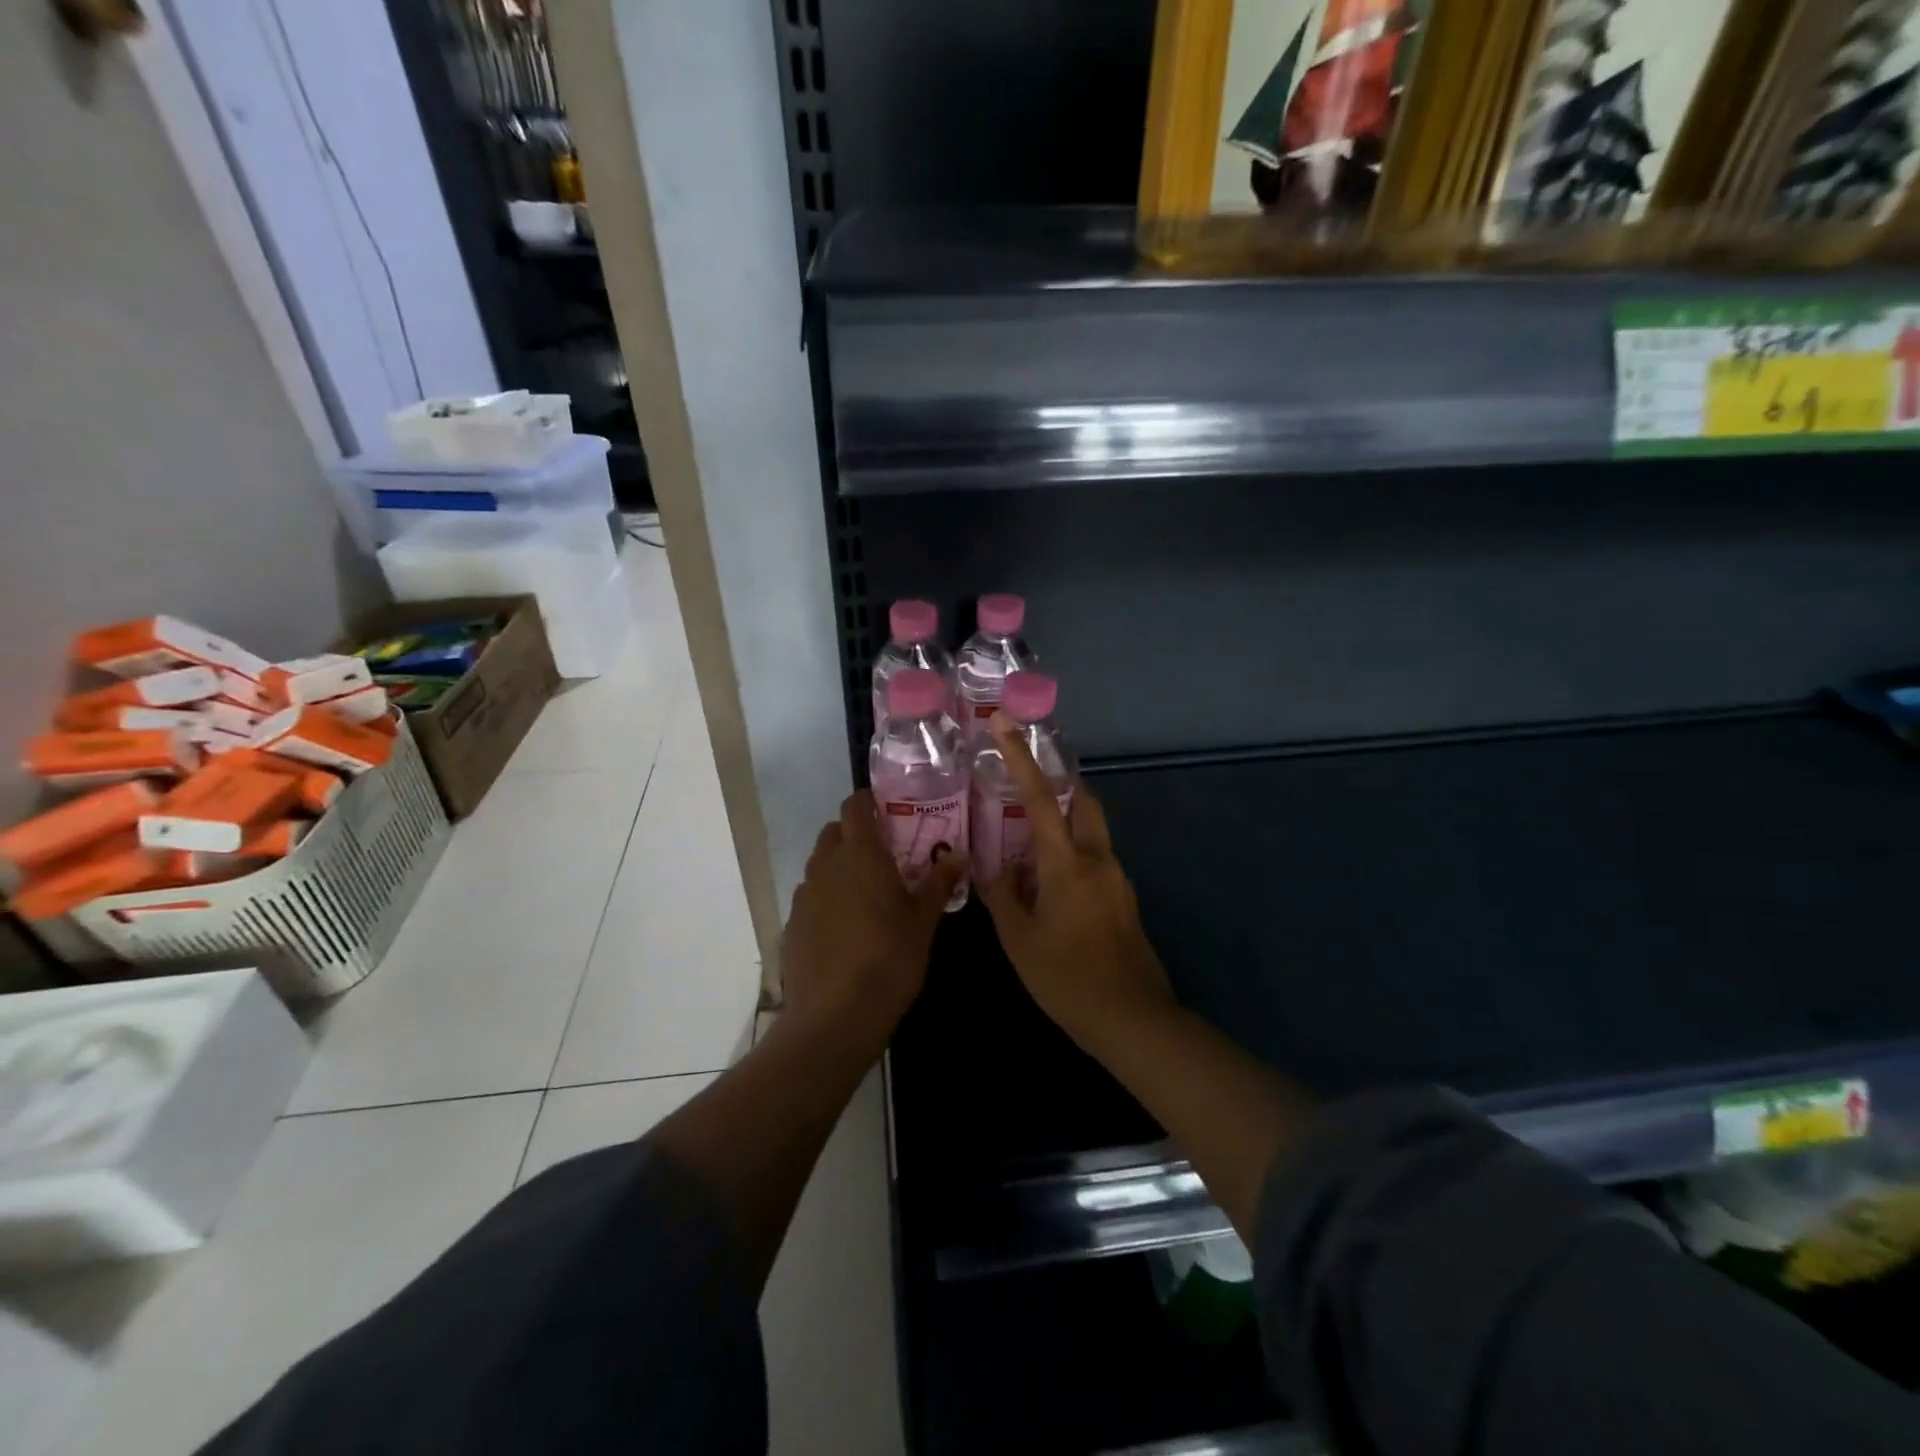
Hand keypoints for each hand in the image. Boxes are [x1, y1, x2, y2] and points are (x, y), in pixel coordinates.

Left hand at [781, 790, 966, 1051]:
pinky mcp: (792, 924)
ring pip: (820, 864)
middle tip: (884, 853)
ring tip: (867, 892)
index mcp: (860, 854)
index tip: (888, 810)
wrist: (835, 1016)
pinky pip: (811, 896)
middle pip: (834, 832)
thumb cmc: (889, 958)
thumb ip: (938, 882)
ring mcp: (804, 895)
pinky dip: (827, 898)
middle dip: (855, 834)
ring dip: (840, 866)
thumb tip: (959, 855)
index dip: (868, 802)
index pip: (854, 807)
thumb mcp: (923, 920)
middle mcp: (826, 865)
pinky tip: (845, 926)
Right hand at [976, 715, 1176, 1057]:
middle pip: (1082, 800)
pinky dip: (1070, 851)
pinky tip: (1046, 881)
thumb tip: (989, 867)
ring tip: (1025, 836)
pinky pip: (1094, 857)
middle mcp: (1098, 859)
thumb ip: (1001, 896)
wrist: (1133, 1020)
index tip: (1005, 724)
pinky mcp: (1123, 898)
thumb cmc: (1068, 980)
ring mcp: (1116, 878)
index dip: (1021, 757)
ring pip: (1090, 829)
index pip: (1040, 797)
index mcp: (1067, 863)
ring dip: (1063, 820)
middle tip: (1022, 781)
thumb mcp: (1019, 940)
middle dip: (1056, 781)